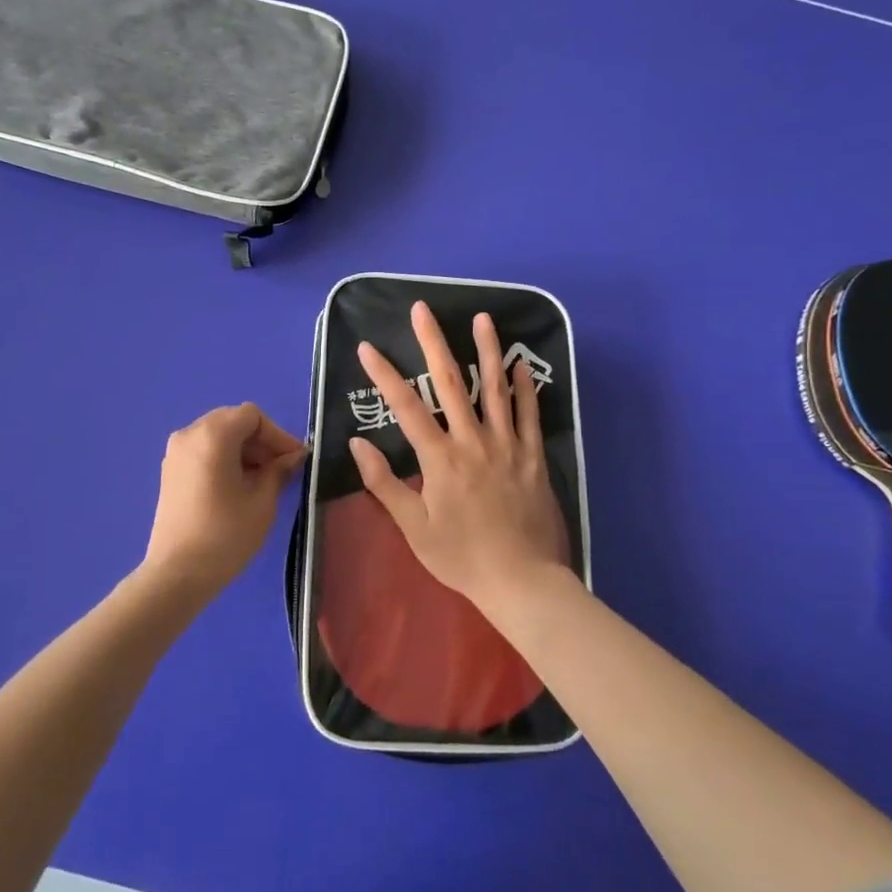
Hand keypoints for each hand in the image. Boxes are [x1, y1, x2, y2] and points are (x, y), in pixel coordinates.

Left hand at [142, 404, 307, 597]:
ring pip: (218, 436)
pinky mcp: (170, 472)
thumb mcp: (262, 501)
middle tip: (282, 469)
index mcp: (212, 435)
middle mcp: (189, 434)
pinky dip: (225, 459)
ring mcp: (175, 453)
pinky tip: (239, 487)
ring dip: (244, 451)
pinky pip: (203, 451)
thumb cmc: (226, 535)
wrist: (177, 574)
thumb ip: (279, 470)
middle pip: (233, 421)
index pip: (252, 417)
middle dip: (261, 442)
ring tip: (263, 481)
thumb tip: (294, 456)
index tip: (295, 460)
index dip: (278, 435)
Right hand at [349, 303, 571, 611]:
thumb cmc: (461, 557)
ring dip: (487, 350)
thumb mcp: (414, 528)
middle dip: (434, 343)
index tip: (367, 348)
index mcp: (440, 459)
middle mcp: (473, 442)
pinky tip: (522, 364)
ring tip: (482, 318)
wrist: (521, 581)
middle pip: (452, 382)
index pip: (406, 407)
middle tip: (423, 309)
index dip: (384, 375)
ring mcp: (507, 446)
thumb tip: (358, 444)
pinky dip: (526, 388)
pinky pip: (531, 415)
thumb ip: (385, 484)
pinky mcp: (533, 458)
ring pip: (496, 389)